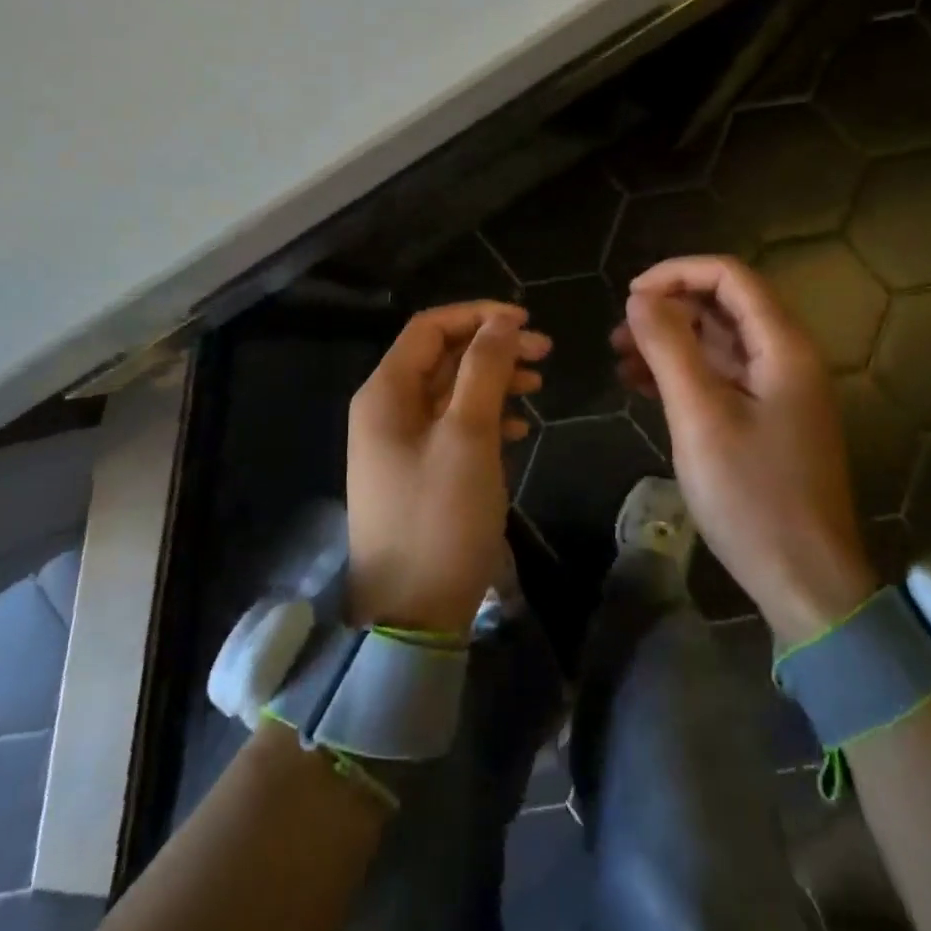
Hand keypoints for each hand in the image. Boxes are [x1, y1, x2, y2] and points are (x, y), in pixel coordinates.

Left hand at [345, 302, 550, 637]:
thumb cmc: (440, 517)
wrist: (411, 614)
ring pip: (450, 392)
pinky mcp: (415, 471)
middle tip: (545, 354)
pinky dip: (483, 418)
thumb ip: (483, 371)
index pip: (430, 328)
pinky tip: (516, 429)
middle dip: (492, 349)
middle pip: (442, 357)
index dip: (478, 316)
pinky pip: (450, 427)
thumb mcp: (468, 436)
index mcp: (385, 392)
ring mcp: (398, 443)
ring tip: (538, 387)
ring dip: (492, 382)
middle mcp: (385, 409)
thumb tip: (500, 322)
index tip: (527, 322)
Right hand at [612, 256, 874, 643]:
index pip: (730, 276)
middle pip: (724, 306)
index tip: (629, 296)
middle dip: (668, 309)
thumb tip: (639, 297)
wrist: (805, 580)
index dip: (677, 274)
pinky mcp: (765, 419)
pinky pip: (720, 377)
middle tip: (618, 333)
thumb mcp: (701, 416)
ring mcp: (777, 390)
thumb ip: (669, 348)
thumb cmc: (753, 495)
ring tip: (620, 358)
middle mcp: (785, 357)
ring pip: (717, 342)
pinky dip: (682, 373)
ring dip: (669, 342)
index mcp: (783, 346)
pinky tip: (641, 385)